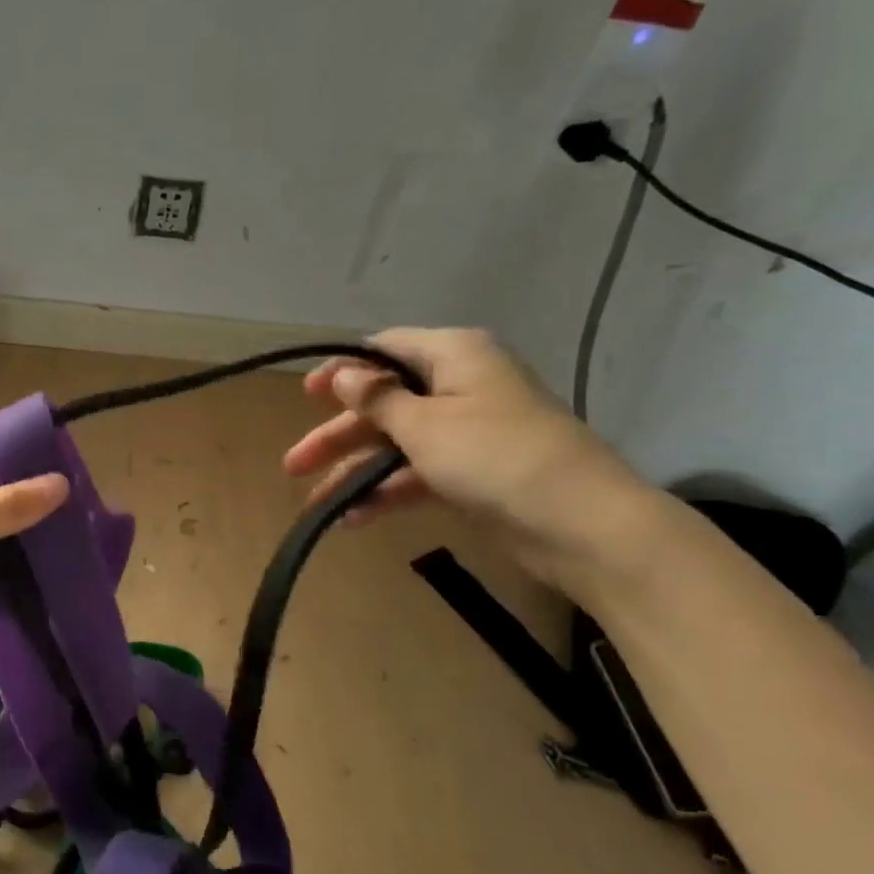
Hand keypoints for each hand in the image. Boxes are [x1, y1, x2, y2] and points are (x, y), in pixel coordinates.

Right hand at [282, 328, 653, 586]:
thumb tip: (343, 374)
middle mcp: (459, 386)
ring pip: (396, 444)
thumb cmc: (494, 455)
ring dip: (355, 472)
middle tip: (294, 464)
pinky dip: (386, 493)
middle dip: (338, 435)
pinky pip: (417, 475)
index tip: (306, 396)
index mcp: (454, 356)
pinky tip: (353, 518)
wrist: (580, 523)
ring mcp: (467, 433)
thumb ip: (377, 399)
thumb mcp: (424, 423)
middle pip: (383, 404)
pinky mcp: (472, 473)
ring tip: (315, 504)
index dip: (343, 371)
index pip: (385, 350)